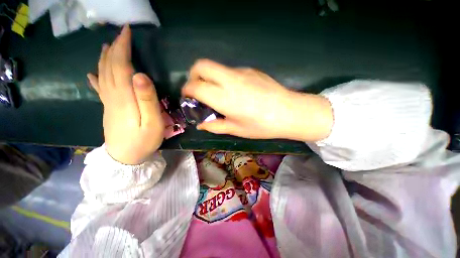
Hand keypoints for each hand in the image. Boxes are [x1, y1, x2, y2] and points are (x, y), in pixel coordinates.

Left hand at [87, 25, 163, 164]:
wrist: (125, 158)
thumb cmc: (144, 141)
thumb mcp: (153, 122)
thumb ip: (147, 99)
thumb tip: (141, 74)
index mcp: (124, 97)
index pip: (121, 66)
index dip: (123, 47)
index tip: (127, 32)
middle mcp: (112, 96)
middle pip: (110, 67)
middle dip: (115, 48)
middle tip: (121, 34)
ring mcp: (108, 103)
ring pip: (103, 74)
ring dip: (105, 58)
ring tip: (107, 46)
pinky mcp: (108, 109)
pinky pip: (100, 88)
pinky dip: (96, 77)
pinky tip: (93, 73)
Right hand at [182, 59, 332, 141]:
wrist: (290, 112)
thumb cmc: (262, 126)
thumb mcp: (237, 129)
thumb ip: (216, 126)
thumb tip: (201, 124)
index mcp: (224, 98)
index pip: (195, 86)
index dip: (187, 91)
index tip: (188, 98)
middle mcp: (230, 80)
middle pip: (201, 65)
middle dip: (194, 75)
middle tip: (198, 90)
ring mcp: (241, 72)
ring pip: (216, 67)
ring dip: (210, 77)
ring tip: (218, 93)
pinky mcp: (251, 70)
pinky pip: (230, 71)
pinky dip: (225, 79)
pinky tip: (235, 92)